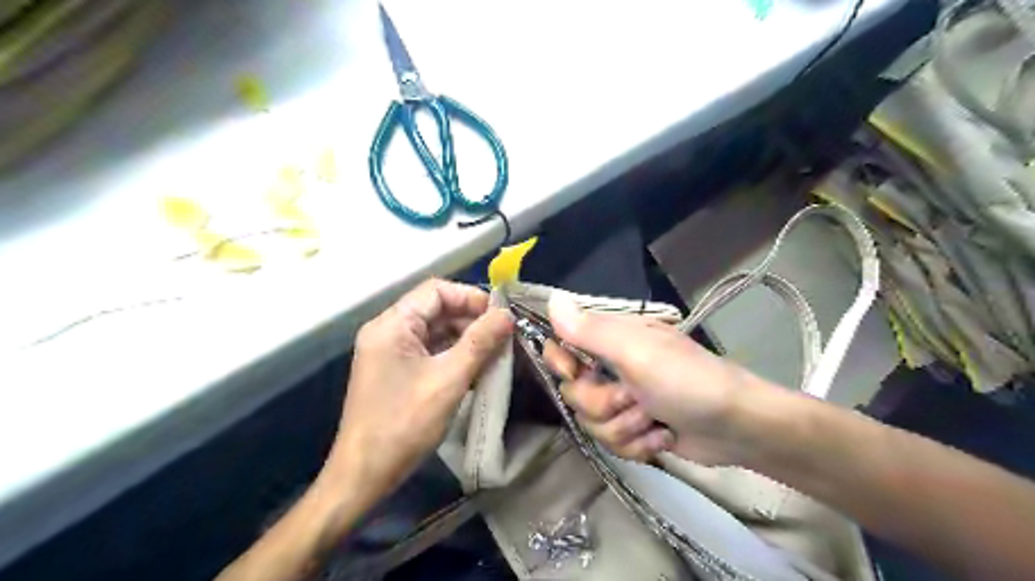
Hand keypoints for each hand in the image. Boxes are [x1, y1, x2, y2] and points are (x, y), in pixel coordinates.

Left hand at [327, 280, 511, 501]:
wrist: (364, 475)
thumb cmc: (404, 424)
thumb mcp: (449, 380)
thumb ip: (480, 342)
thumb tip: (507, 314)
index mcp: (392, 325)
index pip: (436, 290)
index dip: (471, 297)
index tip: (500, 316)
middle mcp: (387, 331)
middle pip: (435, 309)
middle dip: (470, 319)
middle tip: (503, 336)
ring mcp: (389, 352)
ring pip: (434, 330)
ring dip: (465, 338)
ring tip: (495, 352)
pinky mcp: (395, 371)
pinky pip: (429, 350)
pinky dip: (453, 354)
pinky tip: (476, 367)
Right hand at [544, 293, 770, 463]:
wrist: (737, 427)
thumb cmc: (686, 381)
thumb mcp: (635, 352)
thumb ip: (590, 330)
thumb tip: (551, 298)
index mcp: (611, 340)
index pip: (561, 345)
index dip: (562, 363)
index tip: (576, 373)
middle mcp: (612, 367)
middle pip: (574, 393)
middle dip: (604, 404)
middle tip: (634, 398)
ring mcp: (624, 400)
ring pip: (592, 423)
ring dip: (625, 428)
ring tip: (655, 421)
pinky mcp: (634, 429)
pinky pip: (612, 443)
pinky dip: (638, 445)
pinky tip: (663, 437)